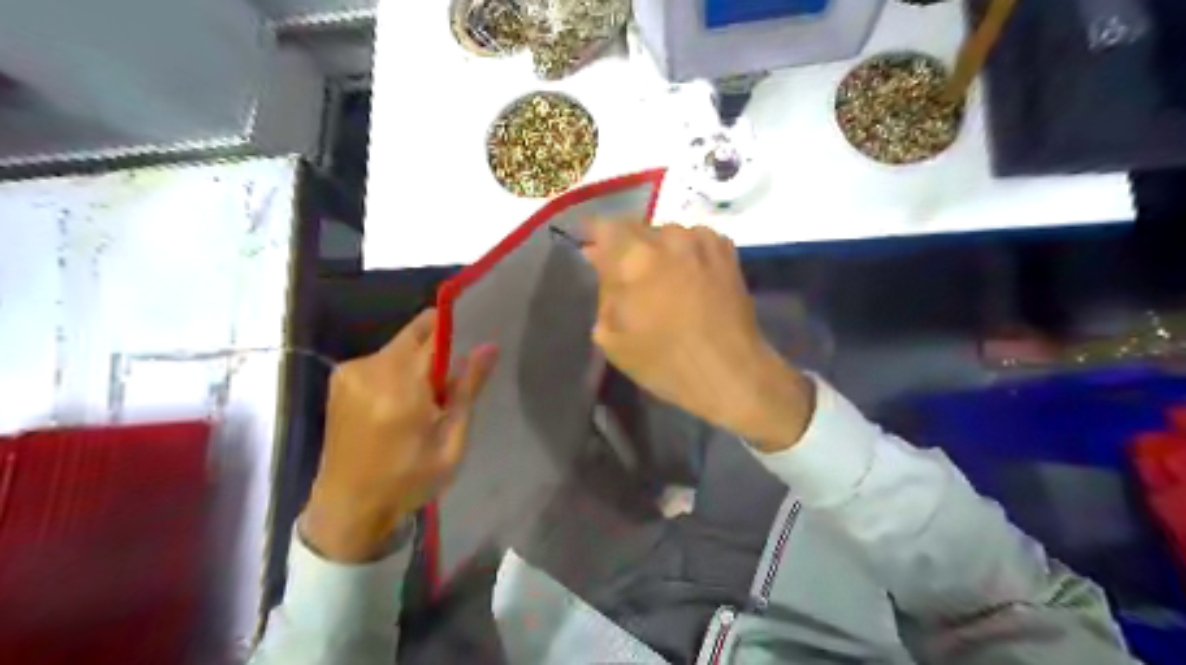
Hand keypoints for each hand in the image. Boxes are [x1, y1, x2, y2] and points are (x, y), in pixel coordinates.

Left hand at [302, 308, 496, 561]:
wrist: (346, 507)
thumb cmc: (407, 481)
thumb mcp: (450, 444)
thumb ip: (467, 391)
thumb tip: (488, 347)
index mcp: (400, 388)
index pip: (435, 333)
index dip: (460, 328)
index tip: (479, 334)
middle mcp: (371, 369)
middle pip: (416, 332)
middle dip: (441, 344)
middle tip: (455, 376)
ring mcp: (351, 371)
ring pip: (400, 344)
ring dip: (420, 359)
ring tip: (430, 395)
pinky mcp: (340, 377)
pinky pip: (382, 357)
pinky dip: (399, 368)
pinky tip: (404, 399)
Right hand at [585, 222, 815, 452]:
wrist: (730, 371)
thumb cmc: (665, 361)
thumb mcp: (613, 336)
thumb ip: (603, 291)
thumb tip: (599, 260)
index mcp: (634, 257)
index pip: (603, 226)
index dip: (594, 234)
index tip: (591, 249)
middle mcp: (668, 237)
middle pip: (635, 227)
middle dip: (625, 245)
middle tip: (626, 272)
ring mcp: (701, 240)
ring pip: (666, 233)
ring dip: (657, 248)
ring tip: (662, 277)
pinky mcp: (725, 249)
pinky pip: (693, 239)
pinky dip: (684, 252)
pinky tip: (687, 276)